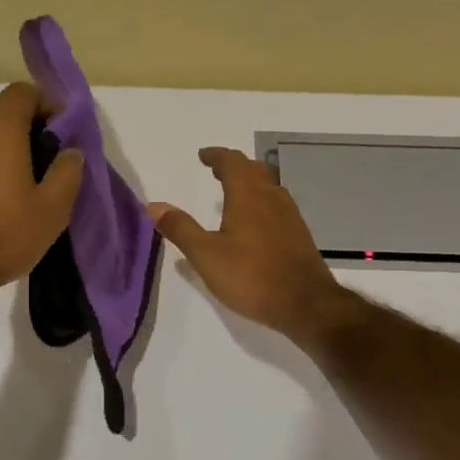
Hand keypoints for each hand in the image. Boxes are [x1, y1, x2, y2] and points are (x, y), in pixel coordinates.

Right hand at [150, 147, 355, 346]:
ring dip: (250, 183)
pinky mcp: (299, 235)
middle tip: (216, 172)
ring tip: (232, 194)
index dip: (216, 156)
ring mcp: (290, 216)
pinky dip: (261, 202)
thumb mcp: (206, 255)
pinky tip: (254, 224)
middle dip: (233, 167)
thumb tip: (154, 205)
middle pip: (254, 170)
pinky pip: (277, 206)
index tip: (203, 156)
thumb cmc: (251, 277)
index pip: (232, 162)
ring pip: (269, 187)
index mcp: (248, 196)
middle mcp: (272, 198)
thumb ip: (180, 228)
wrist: (305, 304)